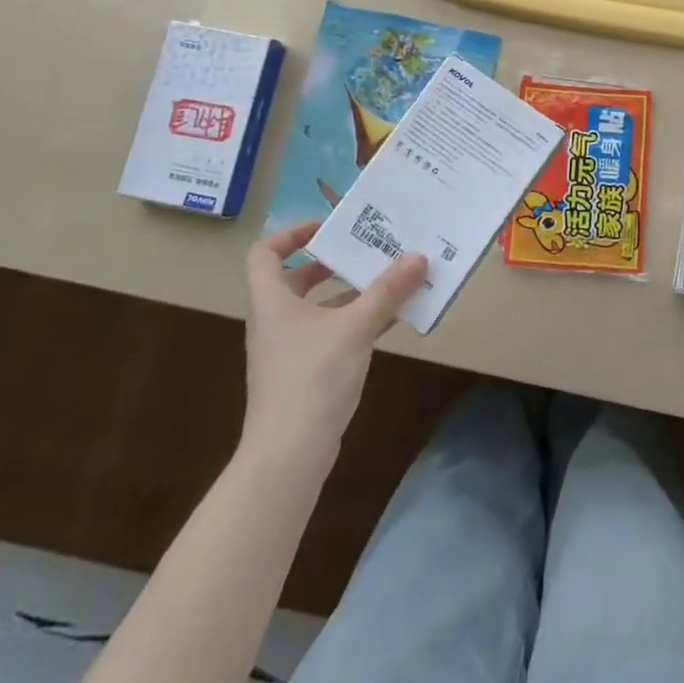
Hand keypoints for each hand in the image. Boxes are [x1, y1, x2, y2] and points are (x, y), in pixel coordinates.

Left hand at [240, 220, 427, 464]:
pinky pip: (332, 333)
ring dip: (352, 292)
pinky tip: (391, 319)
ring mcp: (290, 349)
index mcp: (272, 301)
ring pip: (319, 307)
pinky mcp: (306, 372)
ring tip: (391, 279)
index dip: (291, 234)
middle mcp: (276, 320)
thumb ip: (387, 290)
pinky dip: (357, 321)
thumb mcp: (355, 327)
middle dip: (333, 262)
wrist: (288, 454)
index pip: (264, 253)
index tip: (328, 228)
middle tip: (369, 249)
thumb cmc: (312, 378)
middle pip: (296, 279)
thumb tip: (418, 256)